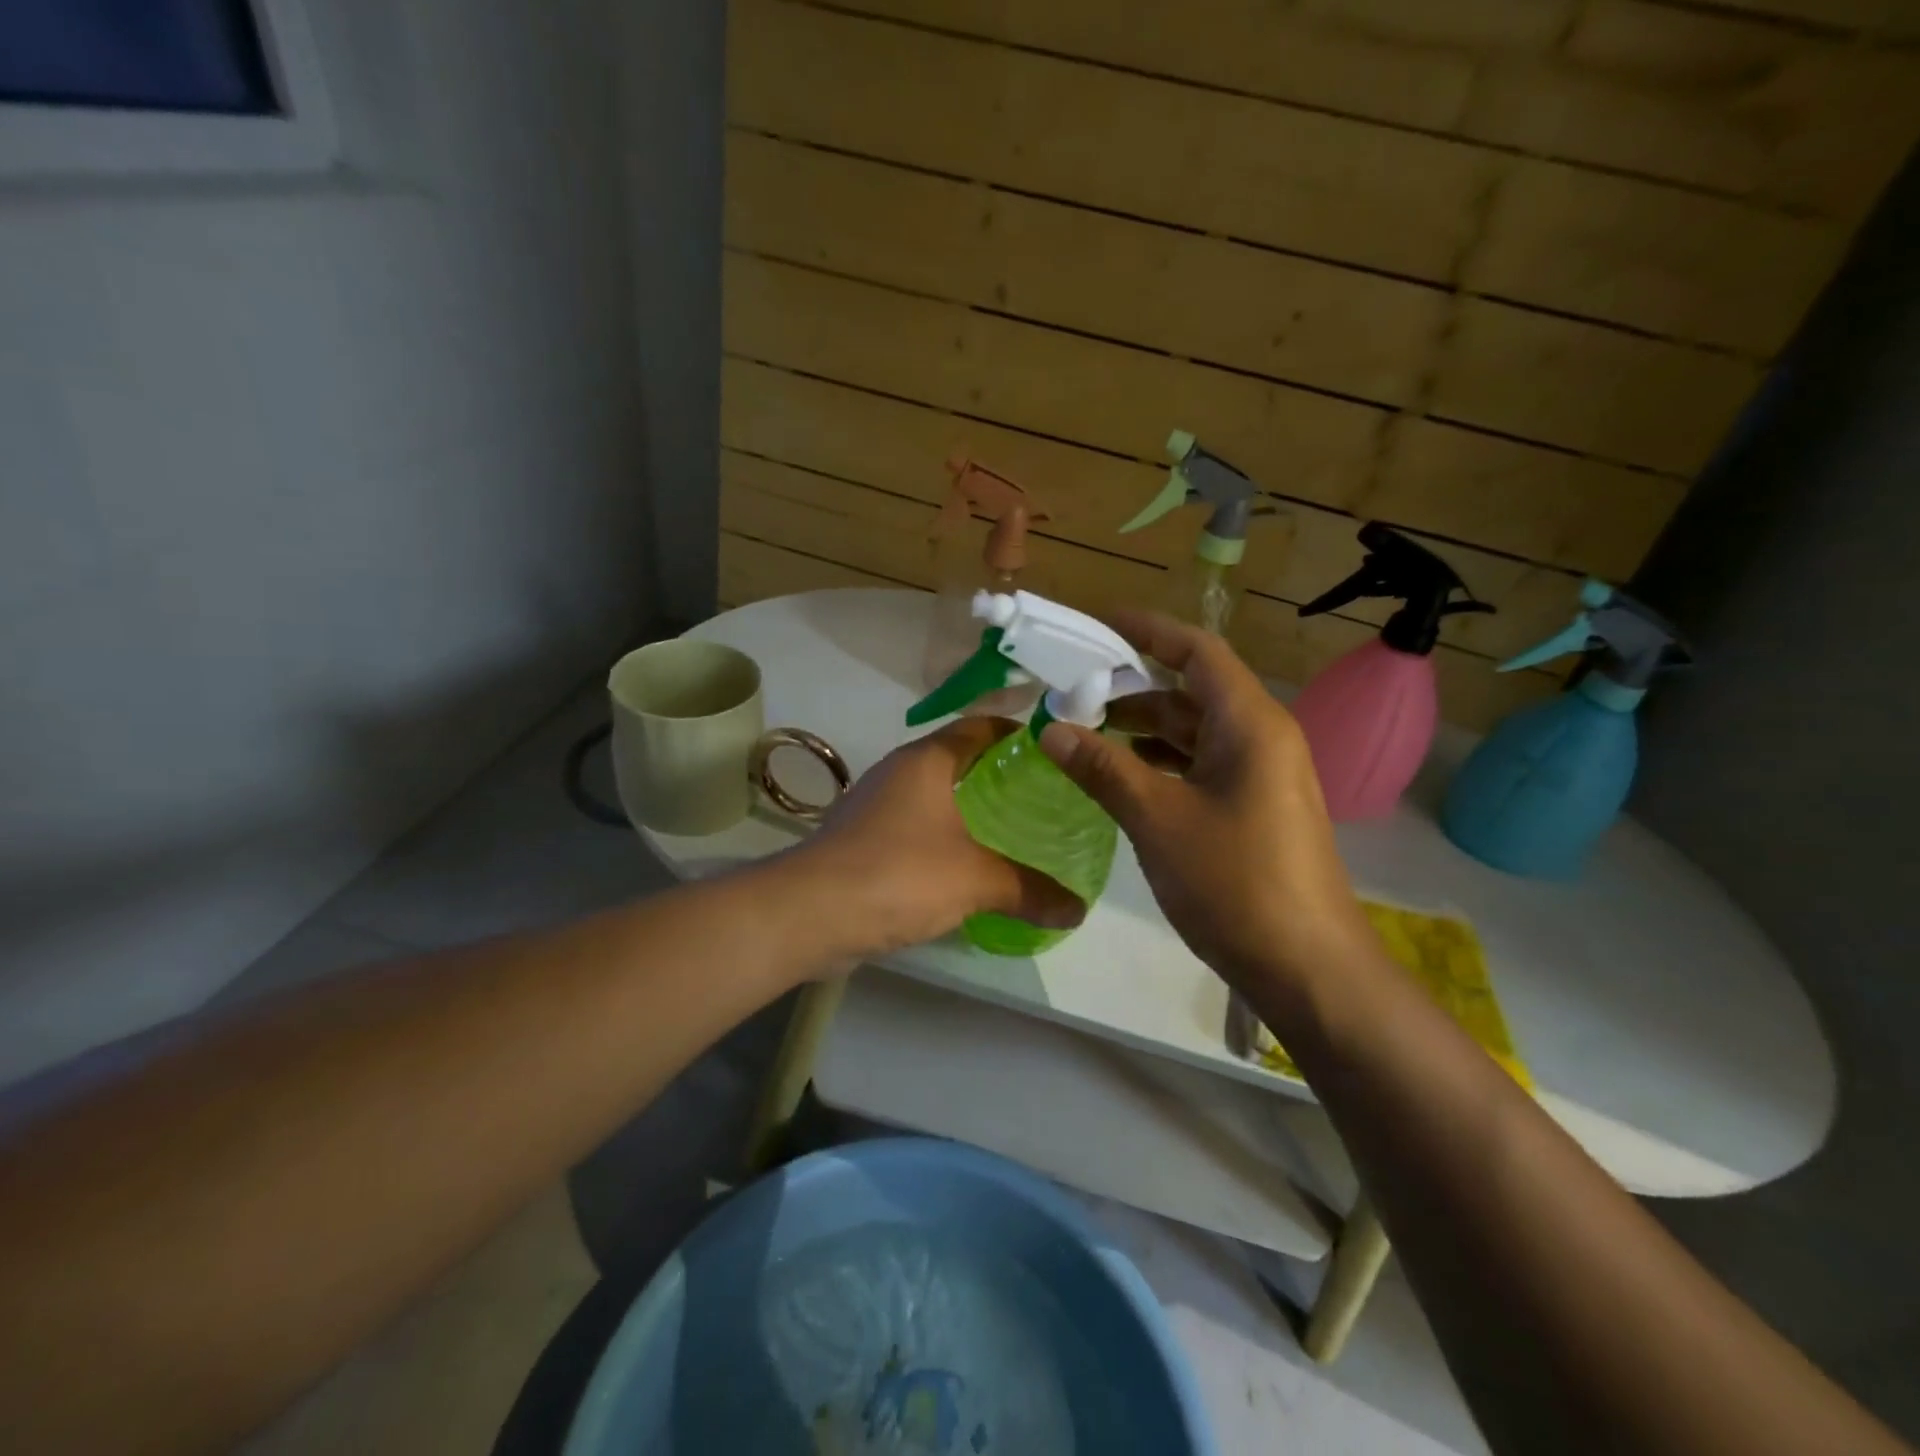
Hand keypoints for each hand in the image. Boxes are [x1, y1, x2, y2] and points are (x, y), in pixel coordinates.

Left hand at [793, 717, 1085, 958]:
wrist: (808, 913)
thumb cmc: (898, 874)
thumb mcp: (975, 880)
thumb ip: (1029, 890)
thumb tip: (1079, 910)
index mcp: (927, 761)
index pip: (979, 727)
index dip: (1016, 732)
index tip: (1053, 750)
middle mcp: (899, 773)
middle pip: (957, 759)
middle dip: (997, 774)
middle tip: (1042, 796)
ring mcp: (875, 805)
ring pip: (933, 795)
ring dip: (967, 808)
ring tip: (1012, 830)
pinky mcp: (861, 839)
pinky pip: (914, 827)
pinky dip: (942, 837)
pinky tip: (965, 866)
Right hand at [1037, 611, 1370, 989]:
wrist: (1308, 968)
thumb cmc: (1235, 882)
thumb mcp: (1158, 819)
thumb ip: (1103, 768)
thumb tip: (1050, 728)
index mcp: (1250, 723)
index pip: (1196, 651)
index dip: (1147, 631)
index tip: (1097, 625)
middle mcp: (1262, 737)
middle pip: (1193, 689)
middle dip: (1134, 685)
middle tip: (1075, 689)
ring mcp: (1262, 774)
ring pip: (1196, 731)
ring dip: (1144, 727)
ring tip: (1087, 731)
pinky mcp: (1256, 807)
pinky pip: (1202, 765)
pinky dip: (1162, 761)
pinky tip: (1123, 775)